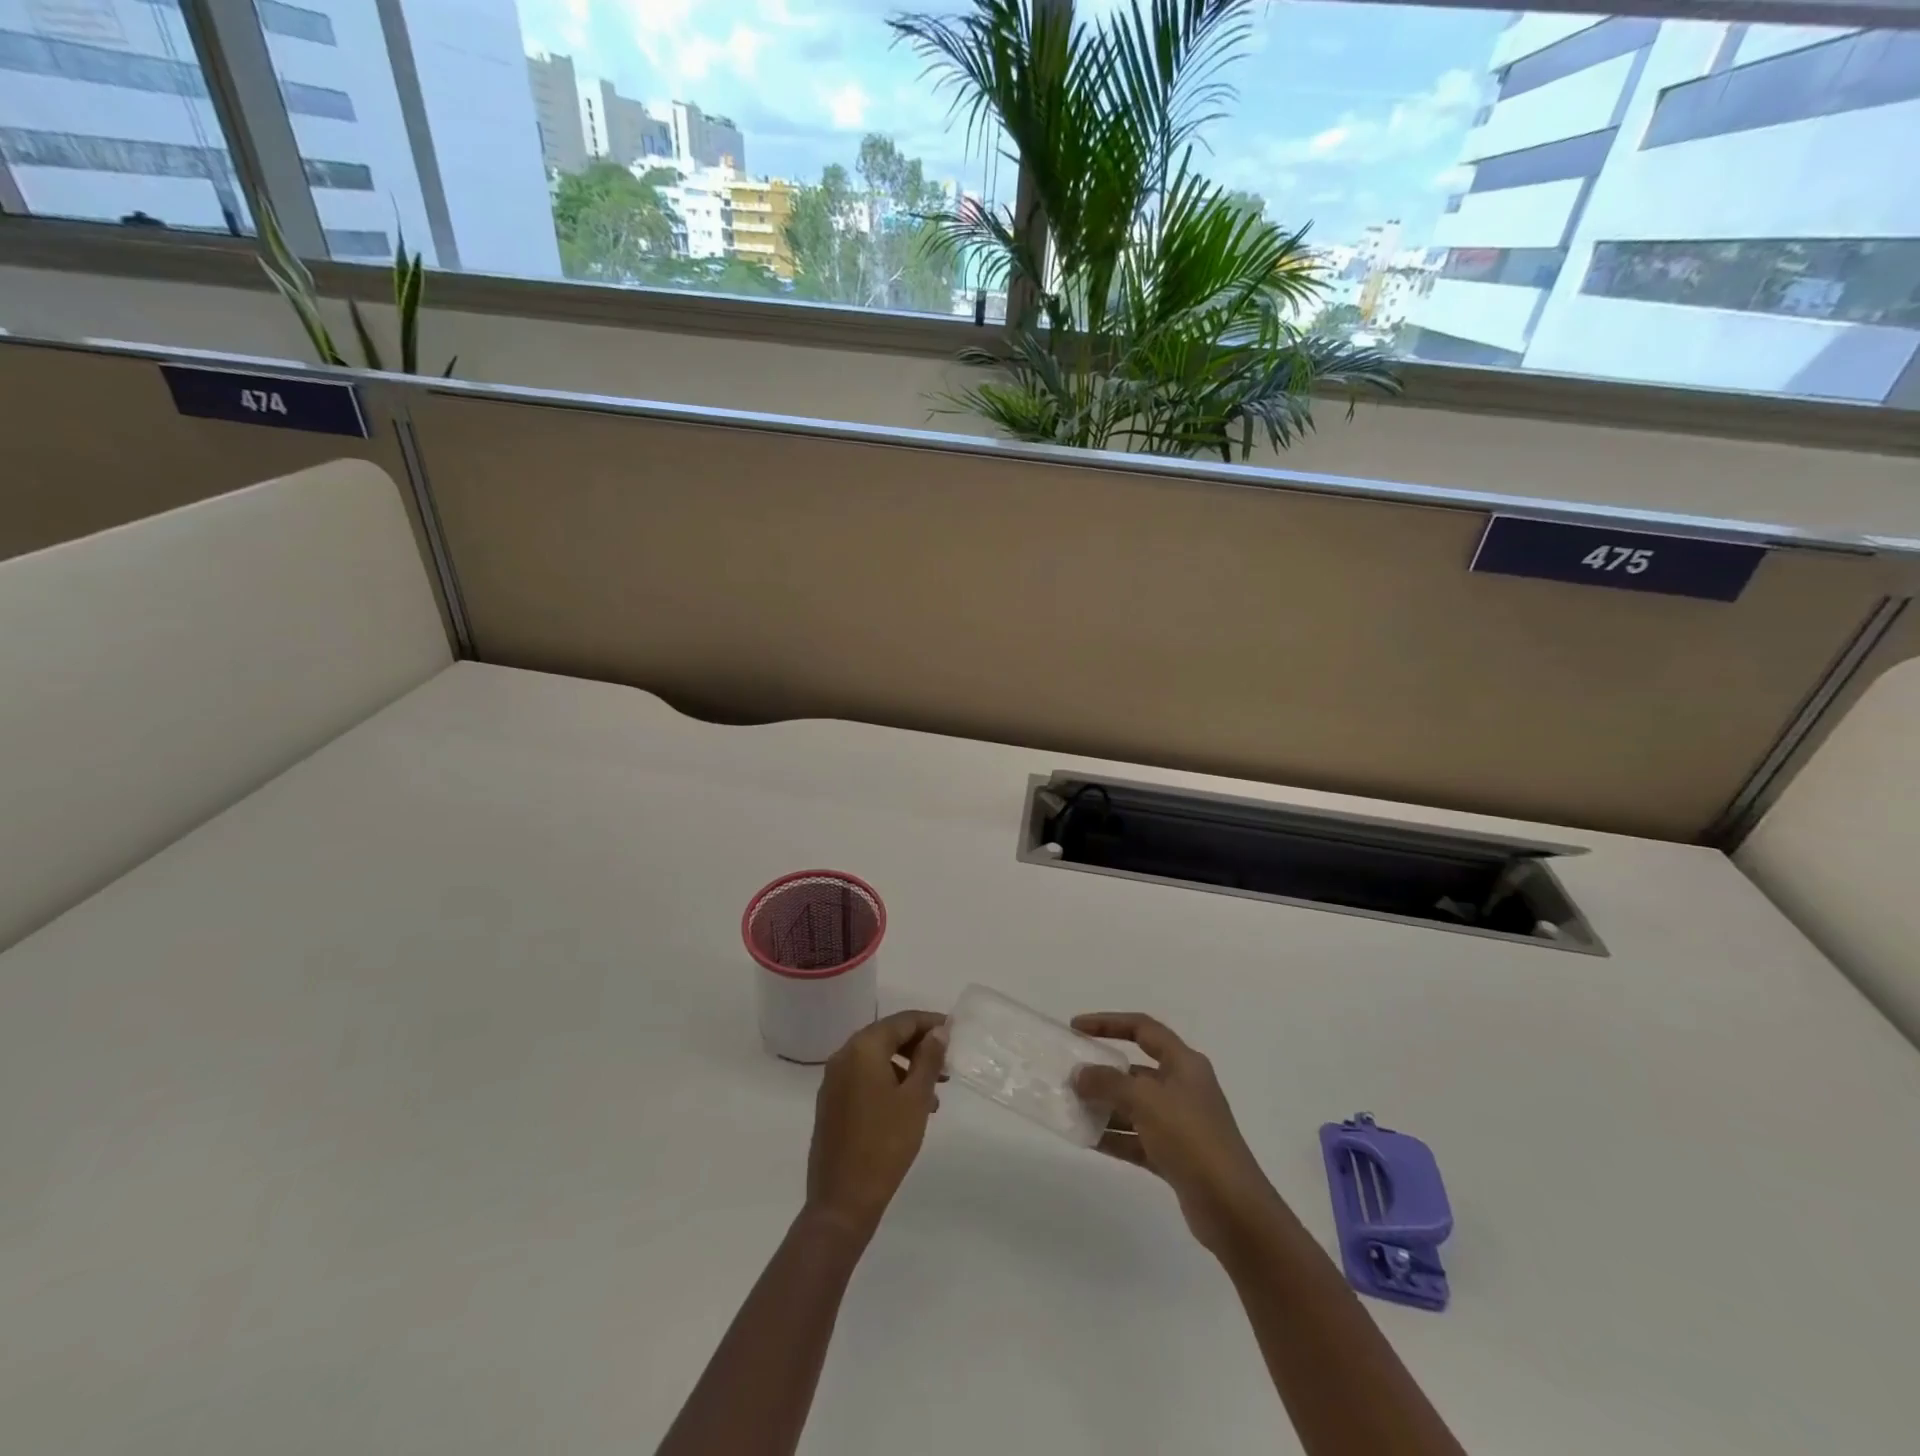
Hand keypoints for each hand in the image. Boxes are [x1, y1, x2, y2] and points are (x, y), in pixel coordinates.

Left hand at [805, 1009, 947, 1241]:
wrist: (842, 1201)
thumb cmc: (885, 1144)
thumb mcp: (915, 1098)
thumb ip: (929, 1059)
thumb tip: (939, 1031)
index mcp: (862, 1048)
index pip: (902, 1021)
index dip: (930, 1023)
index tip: (954, 1030)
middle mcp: (843, 1056)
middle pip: (887, 1037)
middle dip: (919, 1046)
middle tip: (947, 1064)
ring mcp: (833, 1081)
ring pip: (876, 1059)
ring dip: (906, 1067)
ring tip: (934, 1094)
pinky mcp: (831, 1103)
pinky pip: (864, 1079)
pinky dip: (888, 1082)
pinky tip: (909, 1108)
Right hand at [1071, 1012, 1281, 1255]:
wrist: (1232, 1210)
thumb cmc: (1191, 1139)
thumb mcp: (1146, 1101)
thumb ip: (1108, 1083)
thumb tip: (1079, 1074)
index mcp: (1184, 1064)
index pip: (1143, 1029)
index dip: (1109, 1023)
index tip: (1076, 1027)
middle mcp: (1183, 1087)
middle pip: (1136, 1069)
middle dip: (1102, 1071)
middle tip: (1069, 1075)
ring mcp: (1180, 1124)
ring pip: (1134, 1106)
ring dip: (1104, 1106)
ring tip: (1070, 1109)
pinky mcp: (1175, 1156)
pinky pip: (1136, 1138)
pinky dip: (1113, 1137)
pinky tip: (1086, 1140)